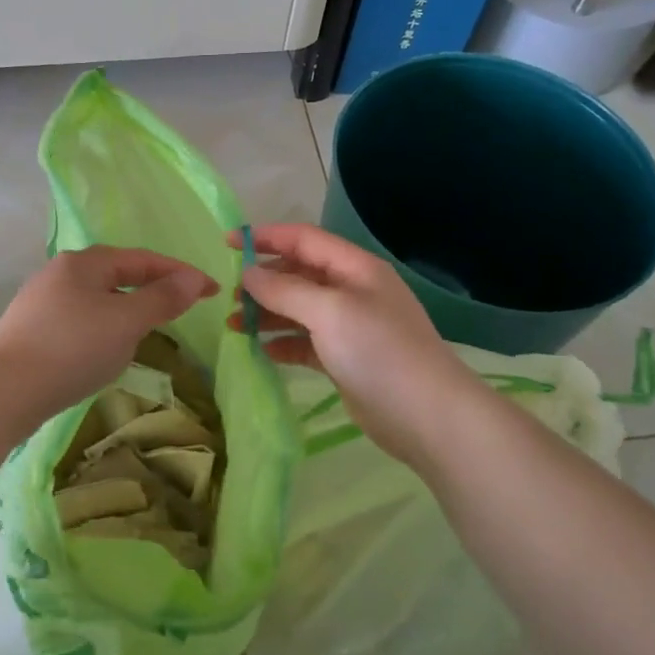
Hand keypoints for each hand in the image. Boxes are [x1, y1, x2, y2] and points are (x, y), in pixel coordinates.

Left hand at [0, 247, 217, 427]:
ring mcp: (41, 301)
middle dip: (153, 288)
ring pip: (98, 298)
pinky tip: (105, 348)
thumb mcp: (126, 322)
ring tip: (149, 329)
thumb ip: (162, 299)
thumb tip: (193, 280)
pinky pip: (80, 319)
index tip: (212, 290)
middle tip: (182, 307)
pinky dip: (104, 327)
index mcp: (85, 262)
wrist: (0, 391)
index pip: (143, 260)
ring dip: (128, 309)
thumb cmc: (71, 348)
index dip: (181, 273)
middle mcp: (61, 272)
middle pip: (118, 274)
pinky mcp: (30, 329)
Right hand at [228, 224, 477, 466]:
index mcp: (354, 268)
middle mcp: (352, 291)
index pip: (303, 239)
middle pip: (299, 274)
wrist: (428, 416)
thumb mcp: (329, 312)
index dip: (265, 237)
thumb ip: (285, 290)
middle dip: (263, 281)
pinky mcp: (345, 359)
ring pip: (299, 309)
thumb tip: (248, 273)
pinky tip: (260, 350)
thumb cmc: (379, 352)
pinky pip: (305, 341)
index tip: (227, 243)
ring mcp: (350, 326)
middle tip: (228, 296)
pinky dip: (282, 342)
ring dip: (267, 313)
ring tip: (233, 325)